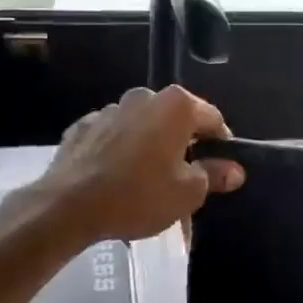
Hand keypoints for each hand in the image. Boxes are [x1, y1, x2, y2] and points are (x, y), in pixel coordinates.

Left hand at [31, 85, 244, 243]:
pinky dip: (120, 153)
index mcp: (176, 106)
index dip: (221, 144)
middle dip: (184, 146)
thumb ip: (214, 175)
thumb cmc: (139, 195)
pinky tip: (117, 179)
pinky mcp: (83, 126)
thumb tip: (234, 169)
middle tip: (185, 179)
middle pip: (176, 121)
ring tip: (148, 182)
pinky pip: (113, 138)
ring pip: (143, 128)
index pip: (212, 119)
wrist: (68, 206)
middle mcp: (144, 97)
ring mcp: (110, 109)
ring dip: (151, 148)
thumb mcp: (188, 192)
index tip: (221, 169)